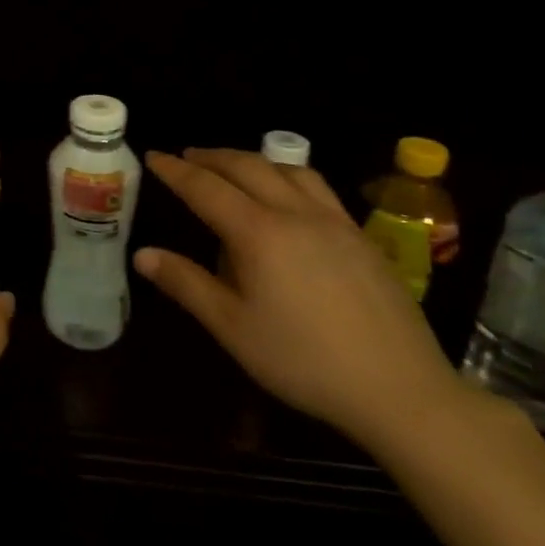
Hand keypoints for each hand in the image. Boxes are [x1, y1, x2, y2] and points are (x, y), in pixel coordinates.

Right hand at [136, 149, 466, 449]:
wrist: (402, 390)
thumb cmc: (304, 361)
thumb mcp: (232, 328)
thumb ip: (186, 284)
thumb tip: (142, 255)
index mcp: (258, 233)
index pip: (205, 187)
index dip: (175, 170)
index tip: (153, 156)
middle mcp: (295, 213)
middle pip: (246, 166)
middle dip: (211, 157)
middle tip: (186, 157)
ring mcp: (335, 221)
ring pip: (287, 169)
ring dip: (251, 160)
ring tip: (233, 168)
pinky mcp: (362, 236)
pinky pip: (317, 187)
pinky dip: (287, 176)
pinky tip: (288, 198)